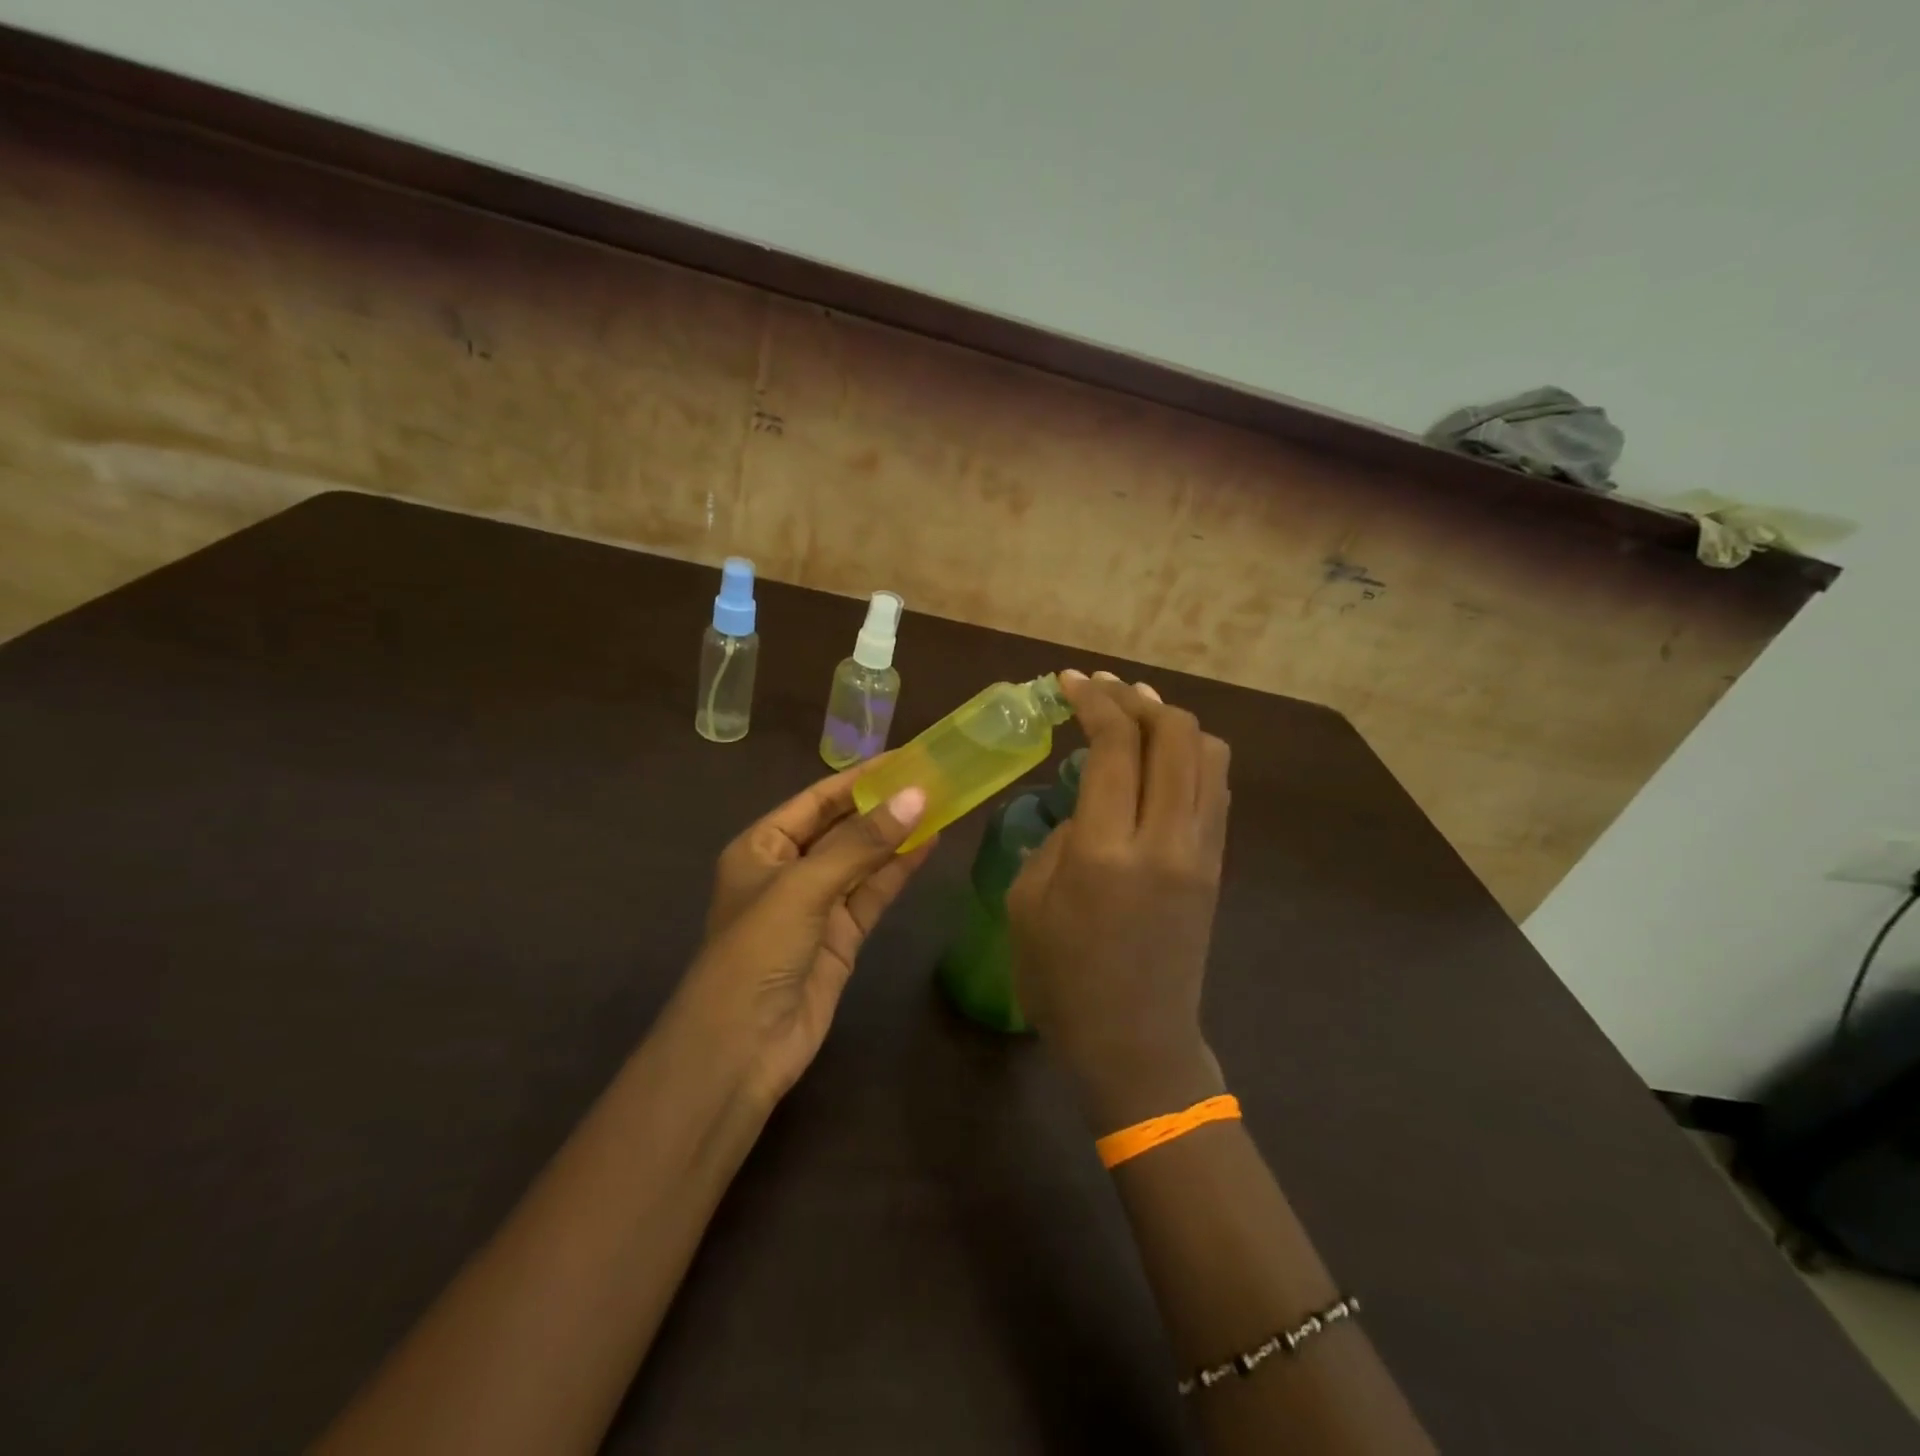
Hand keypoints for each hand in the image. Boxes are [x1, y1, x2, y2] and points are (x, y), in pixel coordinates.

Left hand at [677, 769, 935, 1107]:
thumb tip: (917, 796)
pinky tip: (929, 845)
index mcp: (762, 847)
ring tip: (941, 804)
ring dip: (897, 836)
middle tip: (933, 778)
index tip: (905, 757)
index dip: (860, 778)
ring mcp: (816, 906)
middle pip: (842, 828)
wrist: (741, 1048)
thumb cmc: (758, 950)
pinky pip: (873, 894)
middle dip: (883, 806)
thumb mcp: (804, 886)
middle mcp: (788, 870)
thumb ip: (862, 843)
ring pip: (863, 860)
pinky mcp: (841, 938)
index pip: (817, 800)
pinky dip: (899, 871)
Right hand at [1008, 671, 1231, 1132]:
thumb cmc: (1062, 982)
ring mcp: (1201, 851)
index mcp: (1106, 851)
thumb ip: (1058, 838)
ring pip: (1208, 753)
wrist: (1136, 1044)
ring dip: (1172, 720)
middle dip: (1135, 698)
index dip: (1093, 700)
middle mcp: (1165, 839)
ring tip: (1135, 713)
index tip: (1068, 681)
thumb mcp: (1027, 903)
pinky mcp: (1216, 866)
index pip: (1114, 745)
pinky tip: (1160, 758)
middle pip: (1174, 733)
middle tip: (1101, 690)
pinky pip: (1215, 788)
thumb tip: (1088, 804)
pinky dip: (1191, 755)